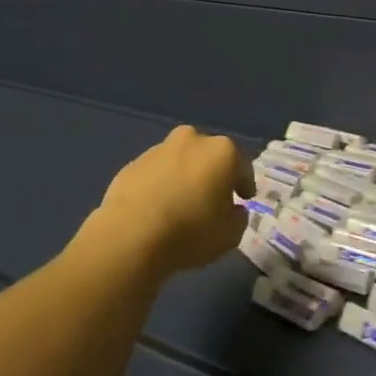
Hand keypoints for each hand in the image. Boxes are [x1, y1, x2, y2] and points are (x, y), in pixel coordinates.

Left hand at [82, 126, 252, 279]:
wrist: (130, 235)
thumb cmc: (190, 232)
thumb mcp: (230, 235)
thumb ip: (238, 217)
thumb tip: (233, 209)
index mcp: (222, 152)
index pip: (242, 166)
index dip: (245, 184)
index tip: (244, 199)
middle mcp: (192, 140)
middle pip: (209, 156)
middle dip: (213, 174)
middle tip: (212, 199)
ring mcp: (159, 149)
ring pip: (181, 160)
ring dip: (185, 176)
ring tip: (181, 205)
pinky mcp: (133, 163)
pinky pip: (156, 173)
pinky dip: (160, 184)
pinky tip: (157, 208)